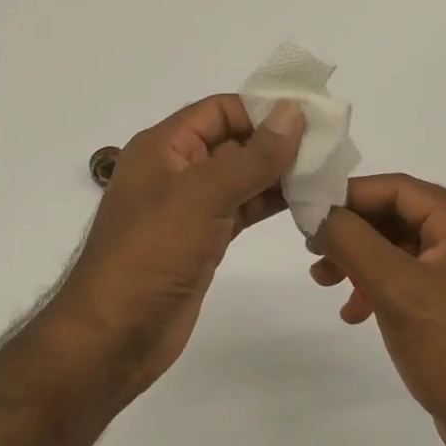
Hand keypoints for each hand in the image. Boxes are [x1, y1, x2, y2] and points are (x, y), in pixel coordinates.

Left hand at [54, 95, 304, 399]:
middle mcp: (177, 170)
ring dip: (279, 173)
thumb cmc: (151, 254)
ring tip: (326, 172)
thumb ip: (252, 156)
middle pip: (233, 141)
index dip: (262, 108)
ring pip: (242, 177)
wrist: (114, 337)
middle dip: (277, 141)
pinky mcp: (204, 240)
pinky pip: (242, 209)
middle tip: (330, 145)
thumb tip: (292, 112)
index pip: (219, 110)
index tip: (311, 115)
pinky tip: (306, 202)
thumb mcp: (202, 196)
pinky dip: (270, 203)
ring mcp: (190, 208)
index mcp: (163, 147)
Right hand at [310, 173, 445, 445]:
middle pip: (398, 216)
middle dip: (352, 232)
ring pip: (400, 249)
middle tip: (312, 249)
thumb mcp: (396, 288)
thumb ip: (352, 240)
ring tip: (324, 281)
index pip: (399, 189)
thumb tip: (316, 209)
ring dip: (360, 261)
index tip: (309, 210)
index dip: (350, 195)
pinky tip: (354, 312)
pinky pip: (410, 278)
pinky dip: (379, 288)